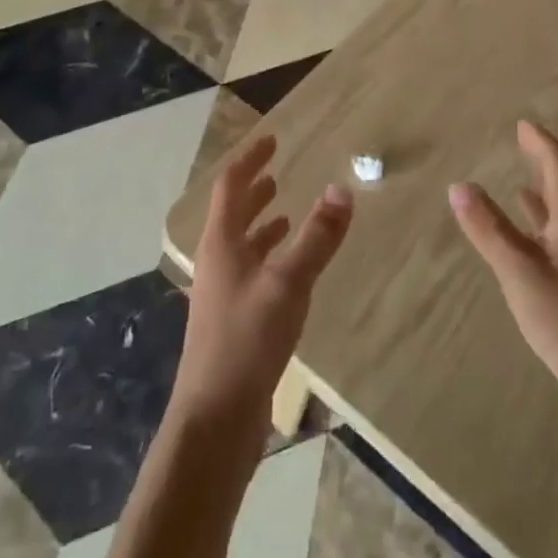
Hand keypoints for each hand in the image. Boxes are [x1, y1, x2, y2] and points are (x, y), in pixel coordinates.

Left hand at [173, 135, 353, 439]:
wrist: (216, 418)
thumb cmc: (246, 340)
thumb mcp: (288, 282)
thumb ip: (317, 237)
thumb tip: (342, 189)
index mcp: (221, 242)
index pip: (230, 186)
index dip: (250, 160)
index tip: (272, 140)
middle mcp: (218, 261)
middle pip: (233, 213)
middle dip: (254, 190)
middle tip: (278, 171)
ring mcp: (224, 293)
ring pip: (243, 245)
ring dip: (262, 224)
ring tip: (287, 213)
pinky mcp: (235, 320)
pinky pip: (253, 272)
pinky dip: (271, 257)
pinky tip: (291, 269)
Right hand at [450, 121, 557, 437]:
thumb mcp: (519, 271)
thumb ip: (488, 228)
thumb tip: (459, 185)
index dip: (540, 142)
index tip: (522, 124)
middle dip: (545, 161)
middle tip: (523, 142)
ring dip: (546, 192)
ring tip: (522, 181)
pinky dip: (546, 223)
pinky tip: (533, 237)